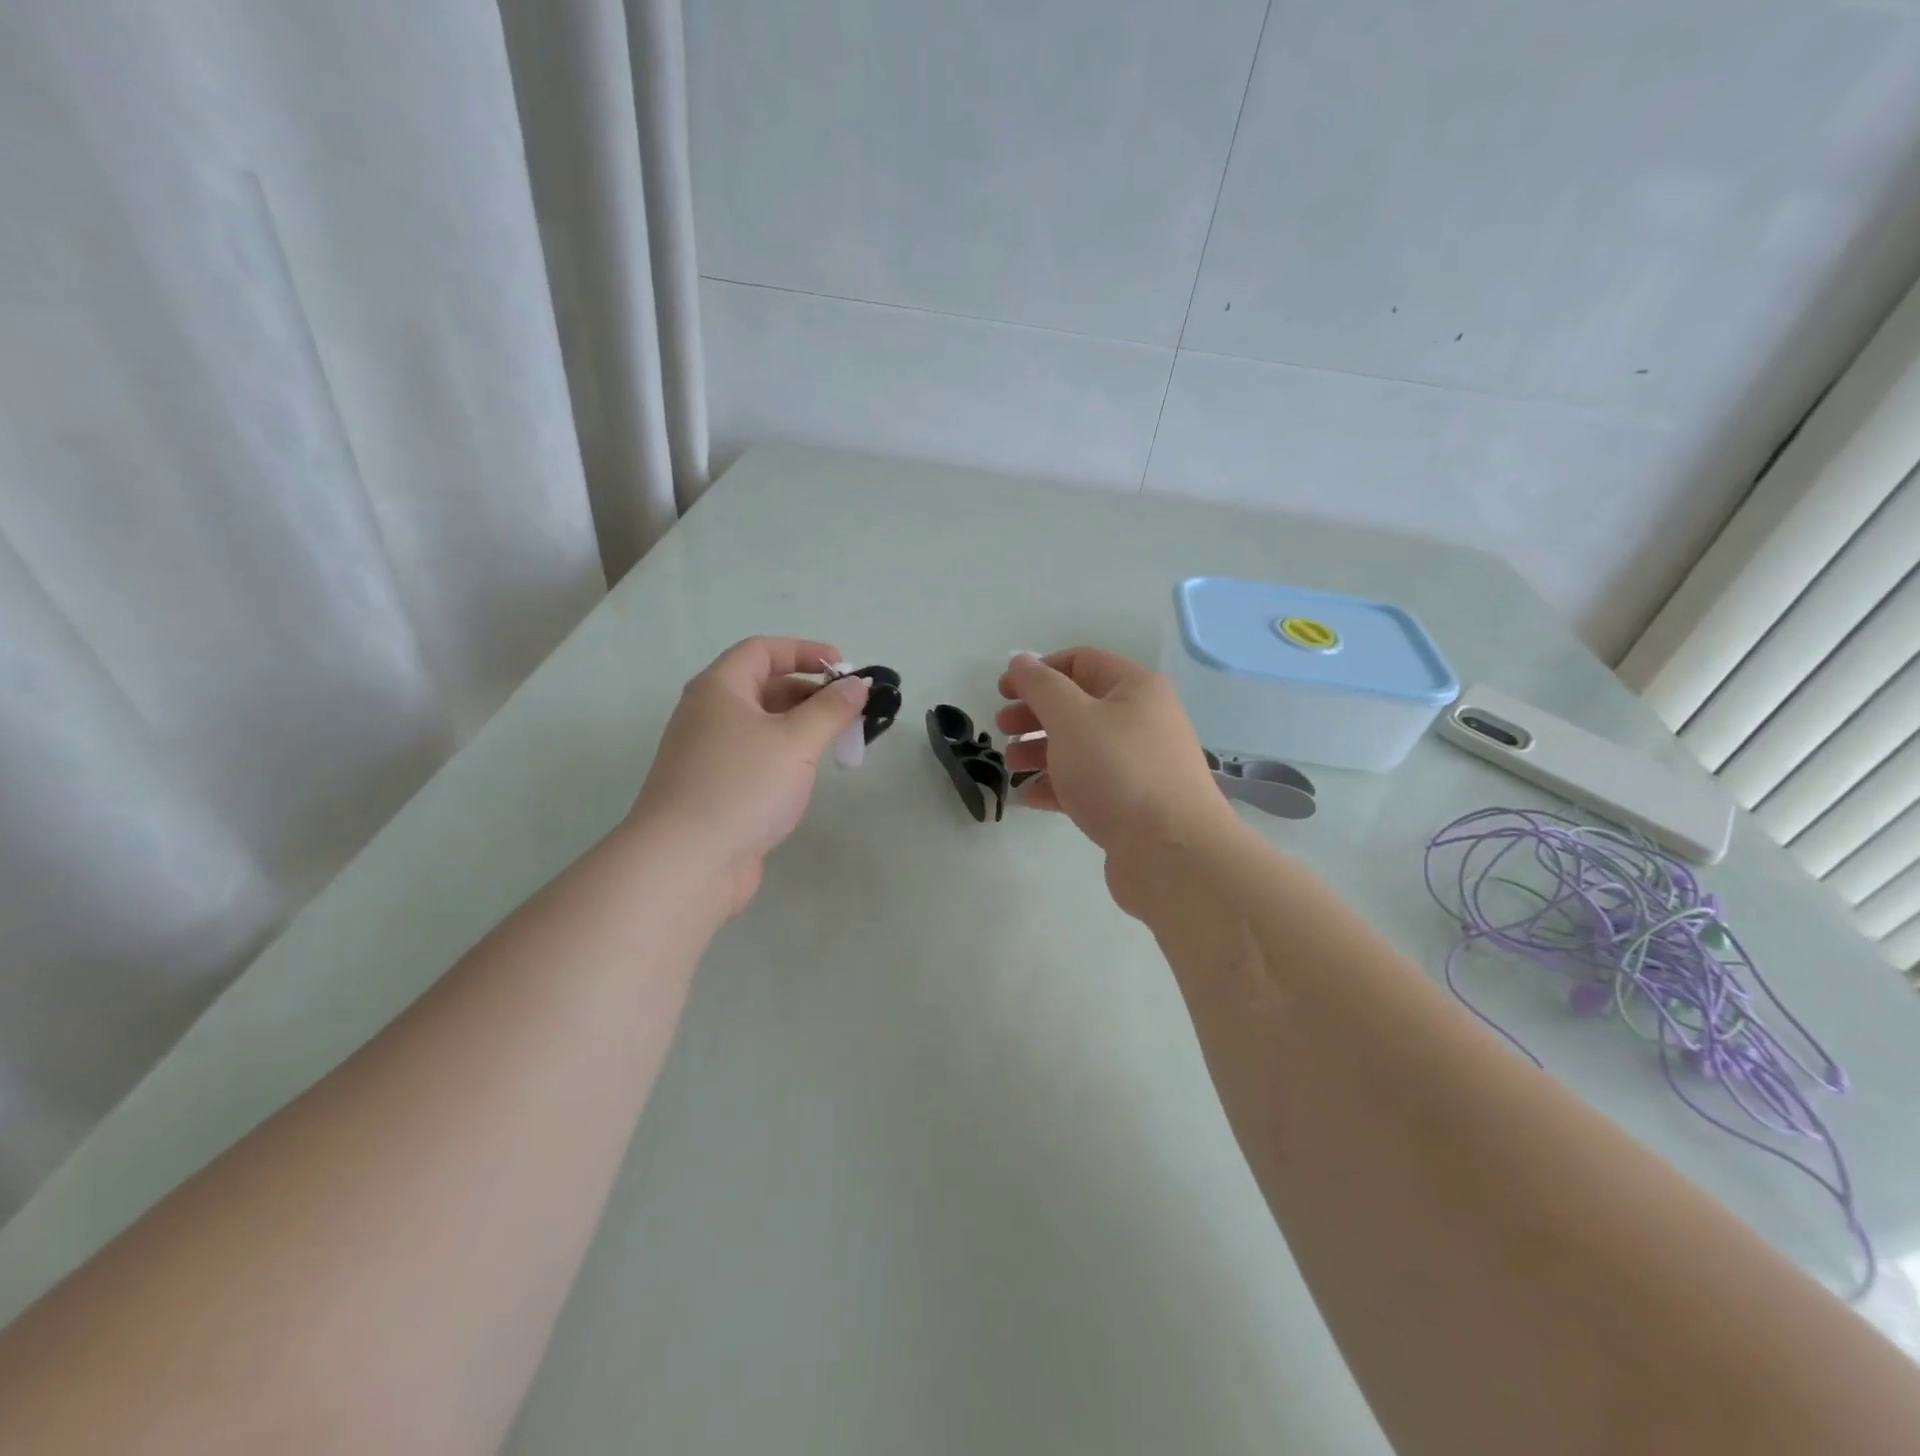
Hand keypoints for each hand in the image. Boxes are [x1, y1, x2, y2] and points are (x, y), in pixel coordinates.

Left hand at [631, 637, 868, 915]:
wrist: (685, 862)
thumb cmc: (742, 786)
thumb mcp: (796, 741)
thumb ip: (831, 709)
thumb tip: (857, 685)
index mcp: (719, 689)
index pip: (762, 650)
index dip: (805, 651)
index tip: (845, 669)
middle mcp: (708, 714)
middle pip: (764, 687)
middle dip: (810, 693)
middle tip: (850, 712)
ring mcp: (708, 754)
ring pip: (762, 725)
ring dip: (801, 726)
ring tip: (838, 743)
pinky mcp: (715, 788)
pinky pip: (757, 757)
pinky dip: (786, 756)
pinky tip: (807, 776)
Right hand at [995, 649, 1238, 902]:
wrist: (1170, 852)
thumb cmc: (1117, 771)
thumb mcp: (1071, 717)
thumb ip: (1041, 686)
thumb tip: (1021, 660)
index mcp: (1135, 688)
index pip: (1080, 661)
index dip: (1038, 670)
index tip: (1003, 691)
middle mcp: (1142, 720)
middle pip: (1078, 705)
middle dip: (1035, 713)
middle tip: (1001, 728)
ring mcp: (1139, 765)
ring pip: (1081, 747)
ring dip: (1041, 750)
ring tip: (1011, 766)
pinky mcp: (1133, 804)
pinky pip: (1089, 784)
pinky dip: (1058, 785)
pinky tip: (1030, 797)